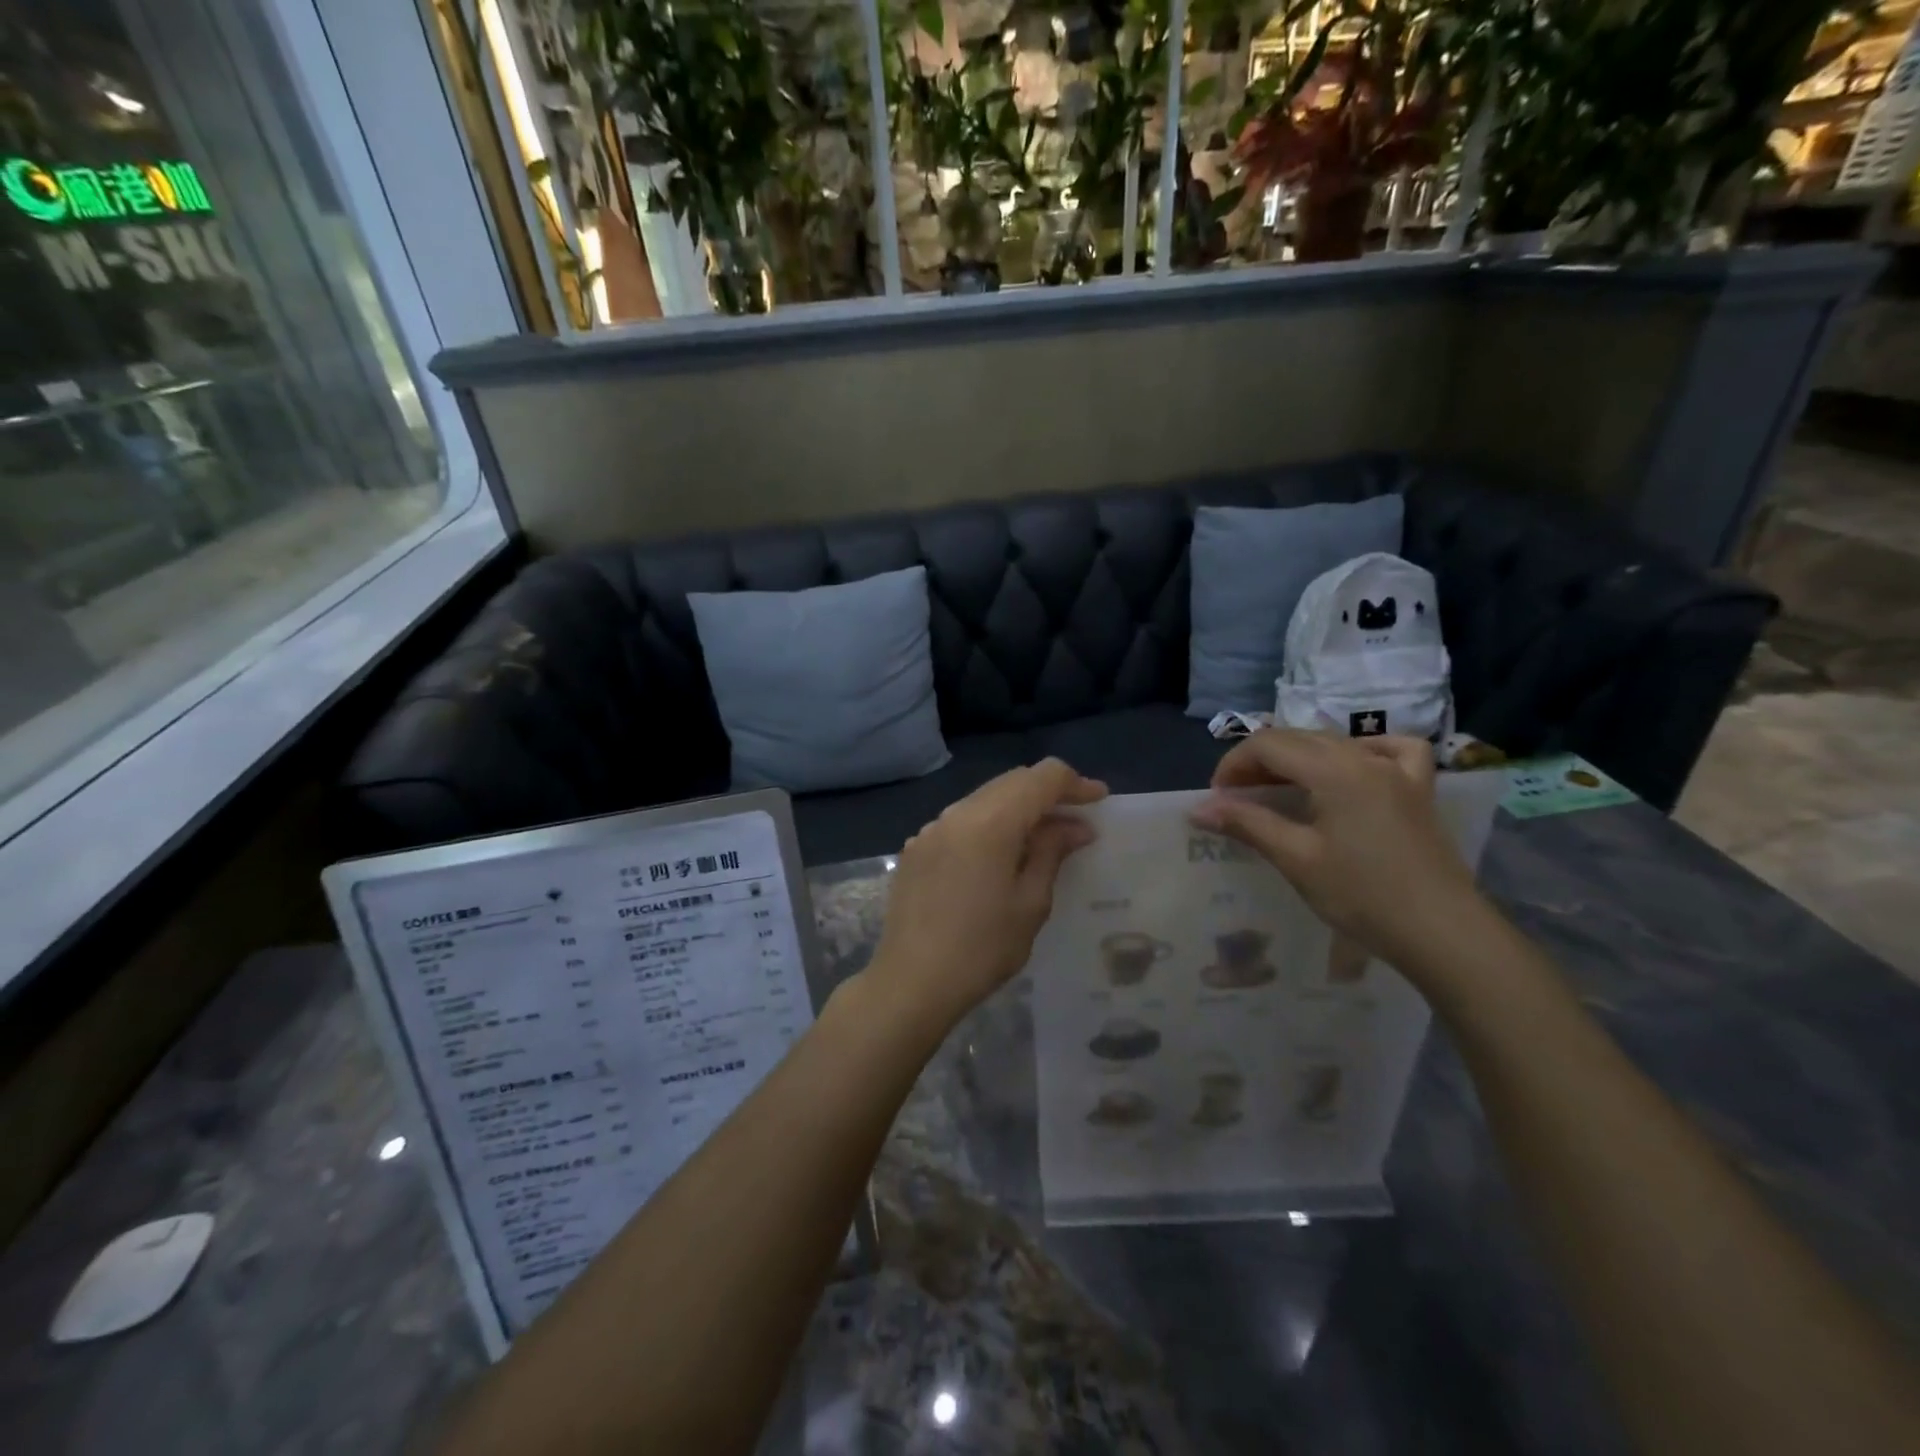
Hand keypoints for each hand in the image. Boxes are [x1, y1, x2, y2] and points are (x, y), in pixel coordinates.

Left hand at [864, 759, 1107, 1039]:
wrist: (911, 982)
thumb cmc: (982, 948)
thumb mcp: (1030, 903)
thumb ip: (1052, 852)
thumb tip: (1075, 826)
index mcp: (990, 821)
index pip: (1041, 777)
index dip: (1075, 783)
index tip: (1099, 800)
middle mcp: (957, 813)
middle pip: (1011, 782)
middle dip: (1047, 793)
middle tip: (1076, 821)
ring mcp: (931, 829)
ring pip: (984, 799)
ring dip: (1017, 809)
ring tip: (1042, 840)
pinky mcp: (916, 848)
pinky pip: (960, 821)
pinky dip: (989, 825)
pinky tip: (999, 858)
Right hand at [1191, 730, 1482, 972]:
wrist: (1443, 932)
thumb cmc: (1363, 896)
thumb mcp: (1296, 859)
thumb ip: (1246, 824)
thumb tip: (1198, 809)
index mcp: (1333, 770)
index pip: (1268, 745)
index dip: (1233, 764)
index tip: (1217, 798)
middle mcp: (1364, 757)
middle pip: (1298, 737)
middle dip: (1259, 761)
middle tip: (1237, 798)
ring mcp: (1397, 770)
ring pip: (1334, 742)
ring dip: (1297, 757)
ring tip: (1278, 789)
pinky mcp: (1419, 789)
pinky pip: (1390, 749)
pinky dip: (1362, 750)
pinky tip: (1352, 767)